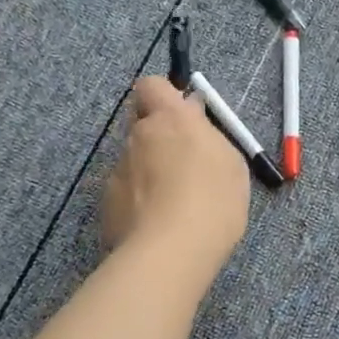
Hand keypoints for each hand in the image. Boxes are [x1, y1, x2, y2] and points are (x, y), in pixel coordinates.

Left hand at [102, 76, 249, 275]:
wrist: (170, 253)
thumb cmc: (213, 201)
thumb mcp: (230, 163)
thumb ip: (208, 136)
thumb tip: (192, 120)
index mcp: (171, 119)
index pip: (152, 84)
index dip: (164, 95)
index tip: (182, 113)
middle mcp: (139, 136)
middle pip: (141, 121)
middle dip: (157, 134)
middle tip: (182, 160)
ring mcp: (118, 169)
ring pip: (133, 158)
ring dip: (148, 170)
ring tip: (172, 202)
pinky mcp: (107, 201)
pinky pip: (125, 190)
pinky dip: (138, 199)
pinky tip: (157, 222)